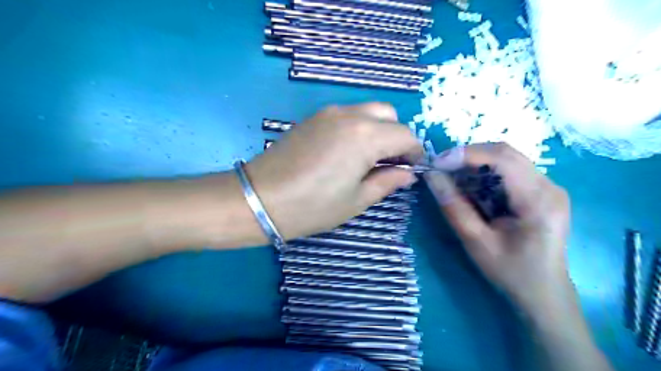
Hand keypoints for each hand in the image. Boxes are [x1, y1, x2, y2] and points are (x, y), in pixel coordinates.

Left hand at [245, 102, 420, 240]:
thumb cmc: (312, 206)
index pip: (405, 135)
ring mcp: (328, 113)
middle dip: (397, 137)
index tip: (411, 169)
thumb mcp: (356, 201)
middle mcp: (350, 115)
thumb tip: (407, 174)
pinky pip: (347, 115)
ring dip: (378, 130)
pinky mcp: (313, 117)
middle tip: (391, 163)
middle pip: (388, 115)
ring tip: (370, 158)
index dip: (414, 152)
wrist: (259, 198)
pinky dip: (358, 127)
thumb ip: (387, 182)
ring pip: (367, 111)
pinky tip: (347, 151)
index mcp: (365, 136)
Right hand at [426, 144, 570, 311]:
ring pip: (507, 159)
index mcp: (539, 200)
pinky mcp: (542, 192)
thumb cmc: (510, 271)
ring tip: (452, 178)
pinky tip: (471, 188)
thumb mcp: (476, 241)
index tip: (437, 163)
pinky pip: (510, 171)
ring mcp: (549, 187)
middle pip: (506, 153)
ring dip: (476, 164)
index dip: (467, 155)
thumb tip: (431, 176)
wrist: (543, 293)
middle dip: (469, 157)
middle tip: (441, 168)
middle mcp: (550, 186)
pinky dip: (485, 174)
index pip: (503, 158)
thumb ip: (454, 206)